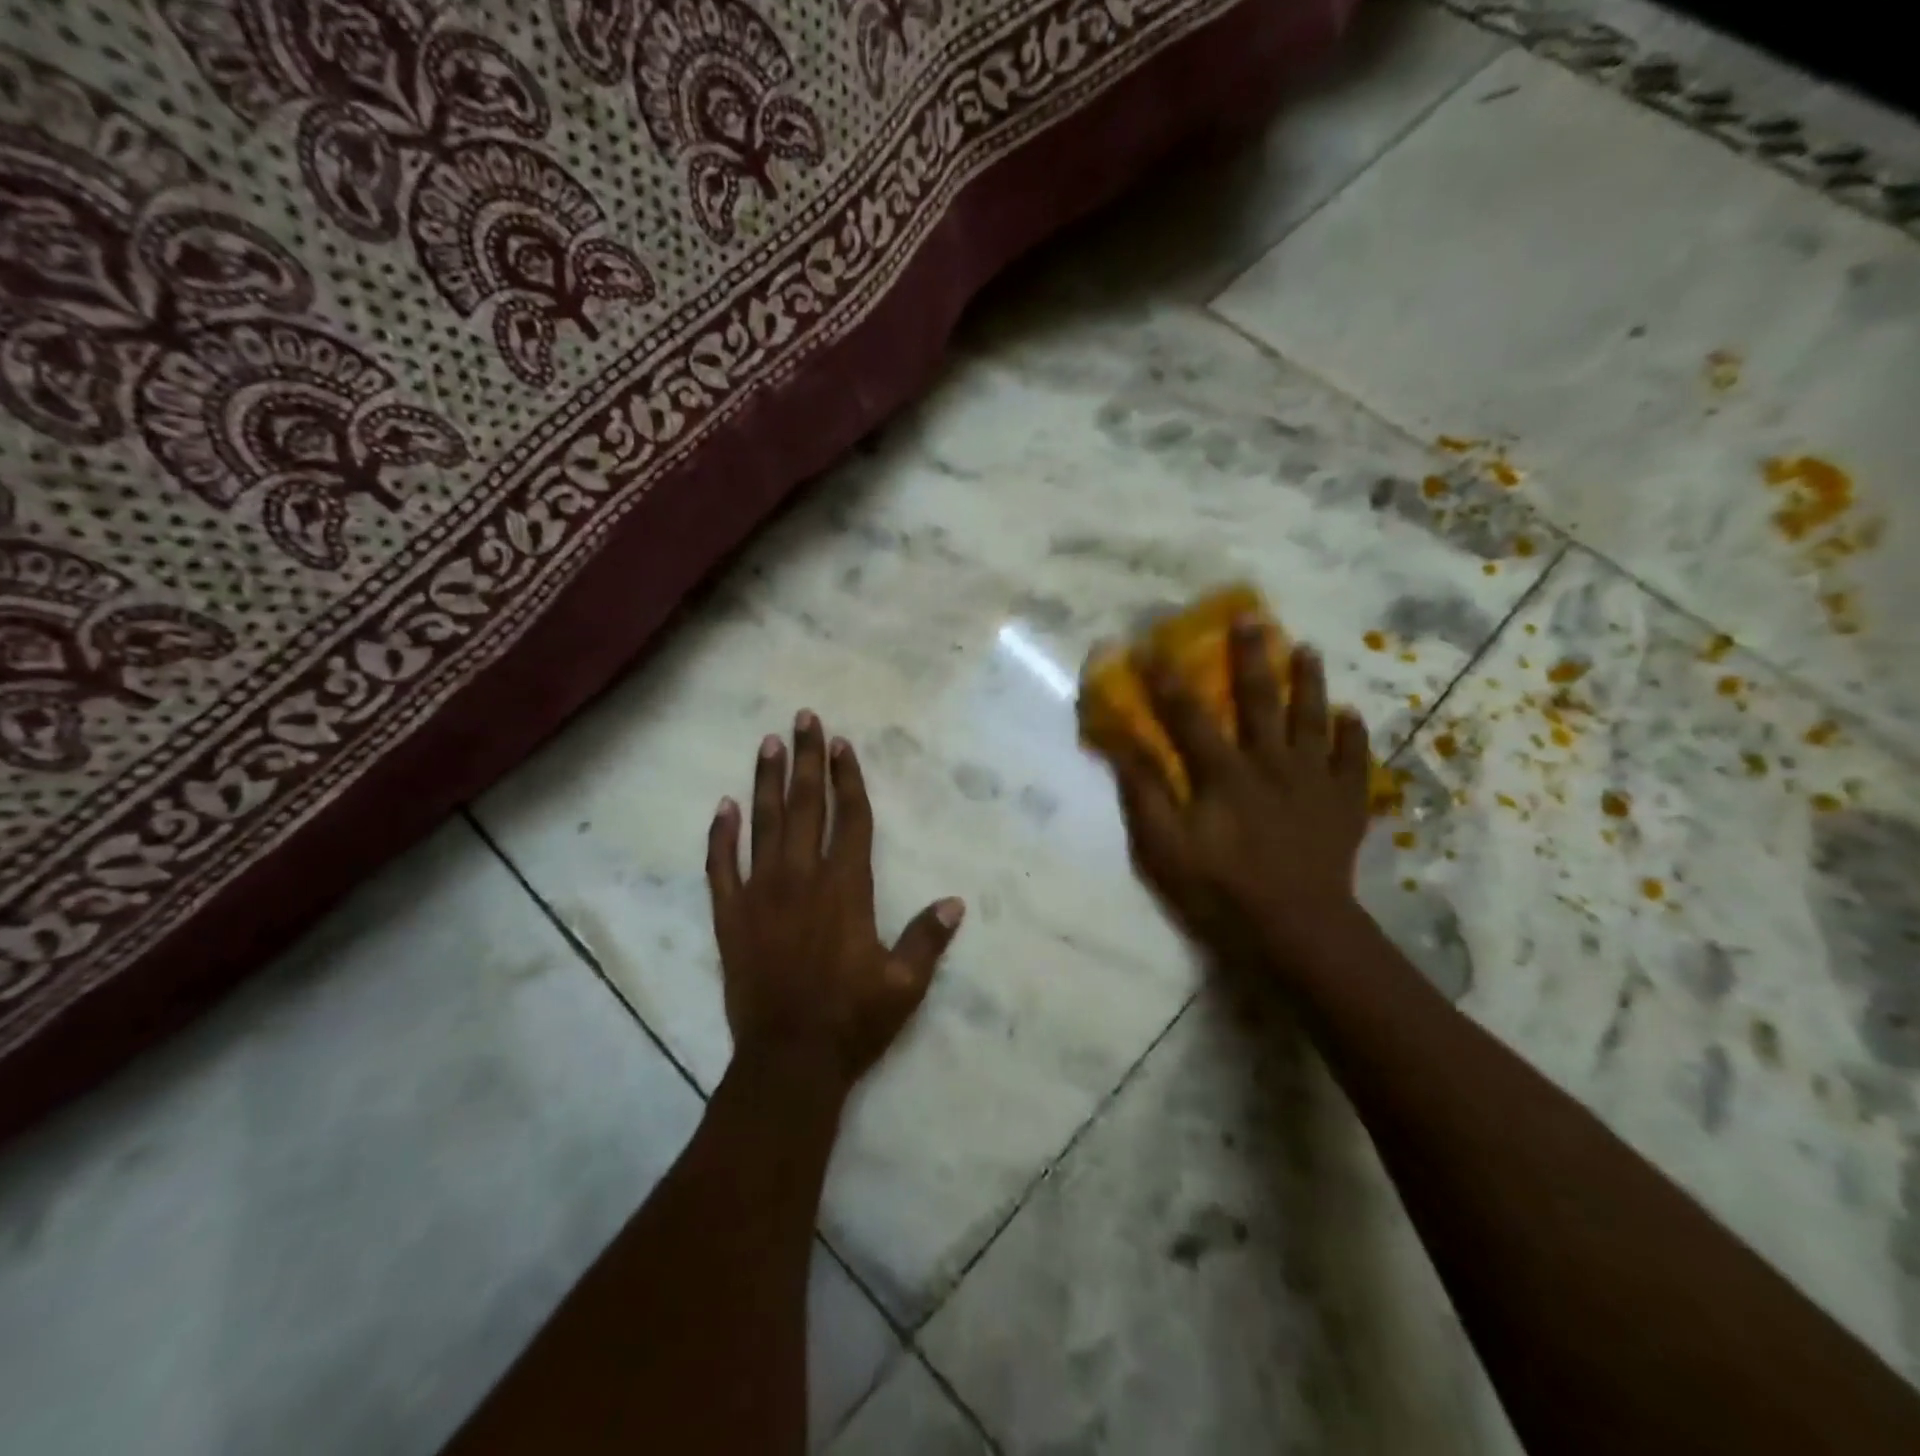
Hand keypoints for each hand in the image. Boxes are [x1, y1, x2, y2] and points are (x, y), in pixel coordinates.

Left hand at [706, 710, 964, 1094]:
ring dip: (766, 782)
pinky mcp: (731, 917)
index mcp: (846, 889)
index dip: (847, 779)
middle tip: (803, 719)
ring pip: (763, 825)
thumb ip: (927, 939)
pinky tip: (723, 807)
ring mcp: (761, 895)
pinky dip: (721, 835)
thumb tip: (954, 902)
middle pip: (805, 807)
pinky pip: (720, 867)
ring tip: (767, 744)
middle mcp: (802, 879)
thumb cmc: (852, 1020)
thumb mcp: (904, 985)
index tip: (841, 744)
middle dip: (806, 760)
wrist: (788, 1061)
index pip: (849, 819)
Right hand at [1111, 622, 1373, 967]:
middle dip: (1250, 656)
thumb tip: (1122, 747)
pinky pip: (1353, 760)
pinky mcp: (1345, 803)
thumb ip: (1145, 796)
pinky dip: (1353, 736)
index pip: (1189, 715)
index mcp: (1225, 773)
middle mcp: (1271, 763)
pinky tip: (1352, 716)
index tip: (1150, 646)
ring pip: (1312, 719)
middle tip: (1250, 617)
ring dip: (1308, 682)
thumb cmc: (1222, 891)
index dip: (1167, 679)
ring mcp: (1314, 781)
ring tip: (1307, 649)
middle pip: (1259, 700)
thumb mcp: (1165, 850)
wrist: (1298, 932)